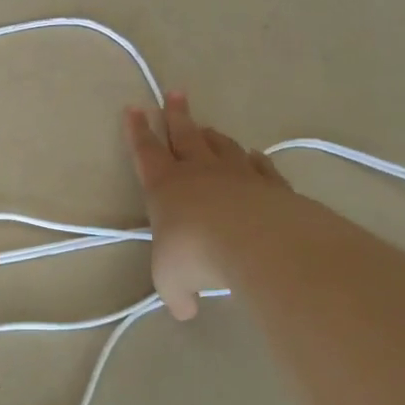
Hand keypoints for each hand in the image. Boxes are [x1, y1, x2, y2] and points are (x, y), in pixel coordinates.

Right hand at [124, 92, 288, 320]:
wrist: (256, 242)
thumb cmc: (196, 254)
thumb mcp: (173, 280)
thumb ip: (177, 292)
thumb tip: (185, 310)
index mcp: (165, 186)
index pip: (146, 152)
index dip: (137, 131)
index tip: (133, 108)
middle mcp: (199, 172)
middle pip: (185, 135)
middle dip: (176, 115)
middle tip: (175, 94)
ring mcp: (237, 175)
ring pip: (221, 146)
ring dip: (212, 136)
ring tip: (207, 127)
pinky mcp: (270, 186)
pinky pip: (259, 167)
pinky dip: (254, 160)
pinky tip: (254, 156)